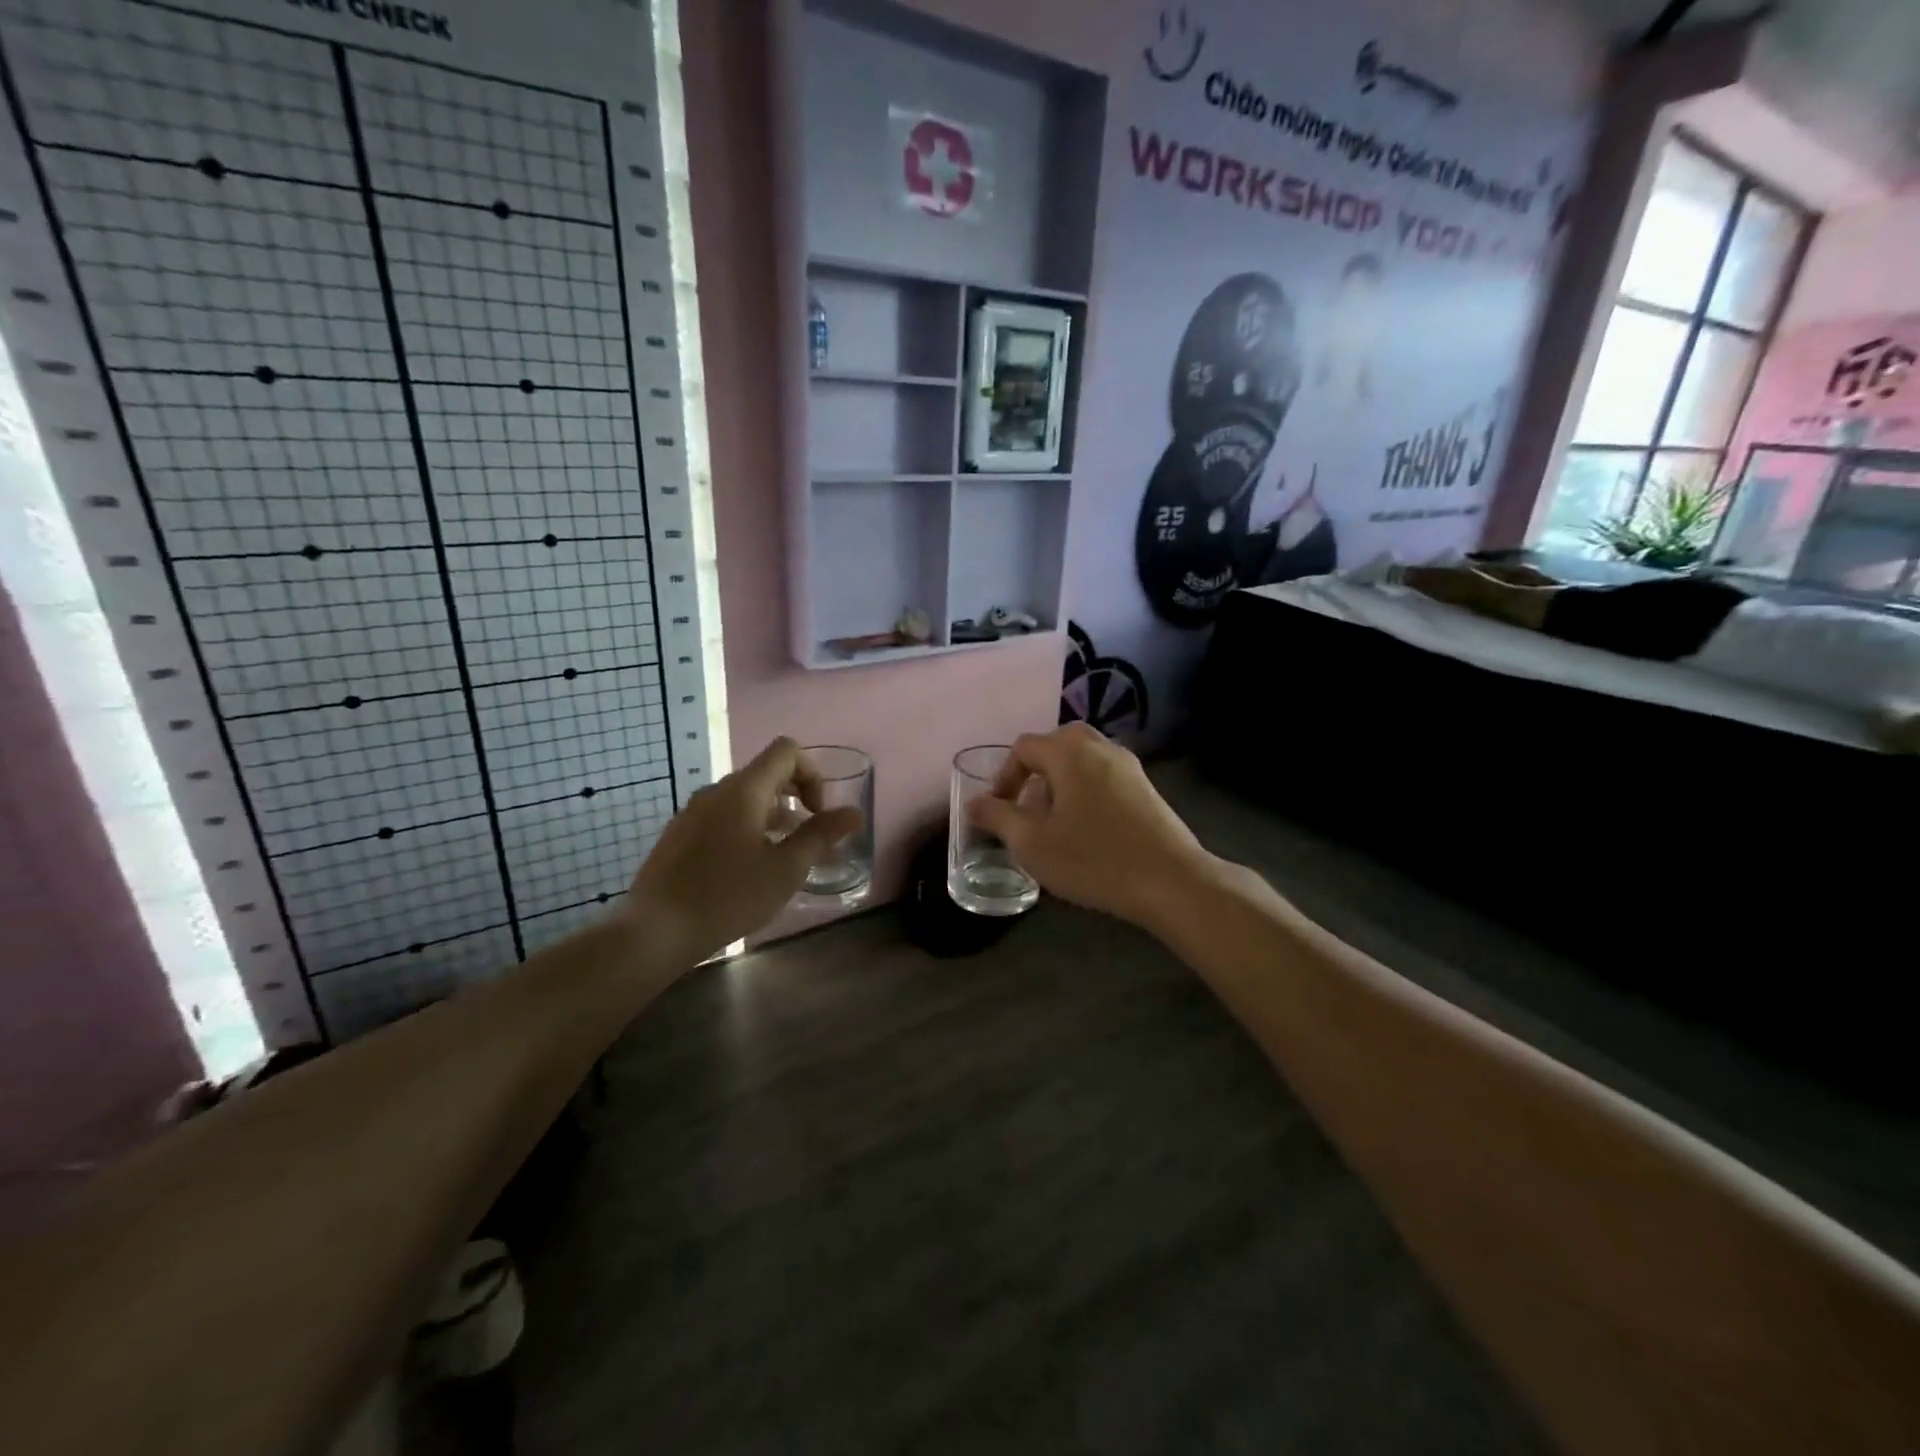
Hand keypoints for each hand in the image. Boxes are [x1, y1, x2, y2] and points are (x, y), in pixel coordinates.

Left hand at [627, 738, 860, 963]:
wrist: (655, 931)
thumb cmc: (728, 896)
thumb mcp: (786, 869)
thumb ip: (821, 835)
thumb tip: (853, 813)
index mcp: (744, 790)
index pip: (786, 751)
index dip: (813, 774)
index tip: (817, 813)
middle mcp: (716, 791)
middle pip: (765, 773)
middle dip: (795, 797)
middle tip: (807, 837)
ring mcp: (692, 812)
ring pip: (743, 798)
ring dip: (771, 816)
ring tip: (781, 857)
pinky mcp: (678, 835)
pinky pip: (721, 817)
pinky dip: (744, 829)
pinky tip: (745, 870)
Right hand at [967, 724, 1215, 929]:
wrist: (1172, 881)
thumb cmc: (1094, 859)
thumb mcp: (1032, 843)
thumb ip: (998, 818)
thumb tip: (974, 804)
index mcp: (1070, 753)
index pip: (1024, 747)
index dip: (1004, 775)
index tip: (999, 810)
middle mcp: (1100, 747)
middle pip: (1057, 743)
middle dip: (1034, 771)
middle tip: (1026, 806)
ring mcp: (1129, 765)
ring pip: (1083, 757)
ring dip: (1061, 779)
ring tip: (1054, 818)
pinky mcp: (1146, 787)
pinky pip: (1104, 773)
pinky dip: (1085, 787)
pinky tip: (1087, 826)